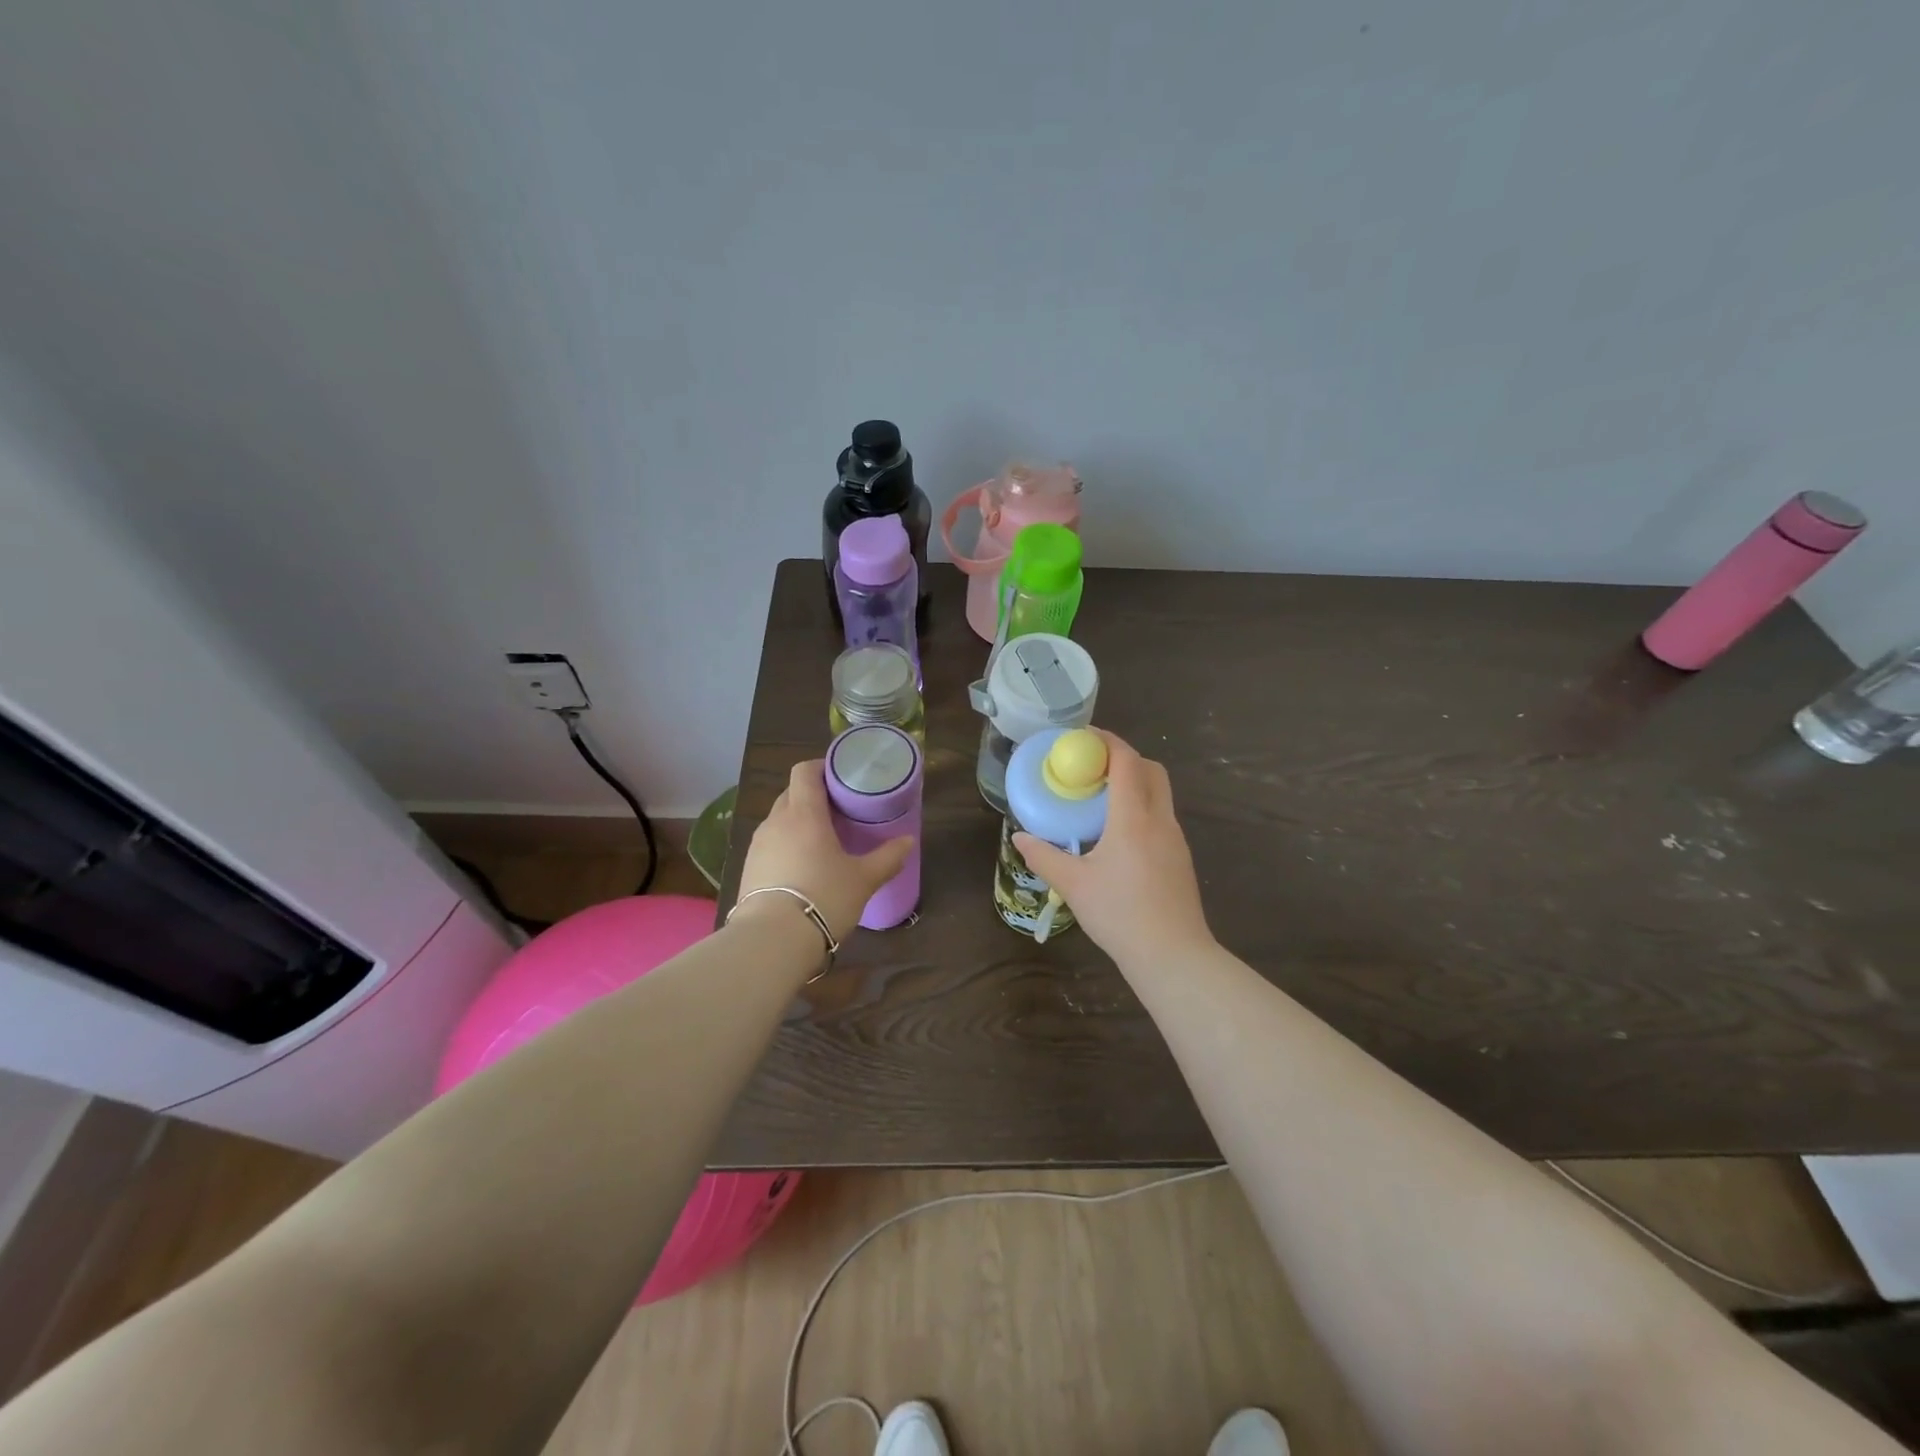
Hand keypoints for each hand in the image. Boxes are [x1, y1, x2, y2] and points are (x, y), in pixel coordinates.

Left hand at [736, 760, 913, 942]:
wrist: (772, 940)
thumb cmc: (824, 898)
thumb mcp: (863, 879)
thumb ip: (888, 857)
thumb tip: (908, 841)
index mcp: (804, 813)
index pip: (804, 771)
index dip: (821, 767)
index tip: (841, 777)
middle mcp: (776, 821)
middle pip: (791, 793)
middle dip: (813, 796)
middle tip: (839, 810)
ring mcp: (758, 845)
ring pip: (779, 819)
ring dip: (798, 822)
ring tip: (821, 840)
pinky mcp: (748, 868)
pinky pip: (770, 844)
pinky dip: (786, 845)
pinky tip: (801, 866)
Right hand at [1013, 731, 1214, 966]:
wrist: (1173, 955)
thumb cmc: (1120, 914)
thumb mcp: (1074, 885)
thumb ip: (1045, 857)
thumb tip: (1020, 839)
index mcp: (1133, 817)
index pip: (1126, 761)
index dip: (1107, 741)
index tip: (1083, 737)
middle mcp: (1160, 819)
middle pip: (1150, 769)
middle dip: (1124, 758)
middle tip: (1092, 767)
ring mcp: (1175, 839)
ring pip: (1159, 794)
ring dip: (1135, 784)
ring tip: (1101, 800)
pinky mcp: (1180, 858)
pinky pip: (1162, 817)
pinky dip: (1142, 808)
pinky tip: (1119, 836)